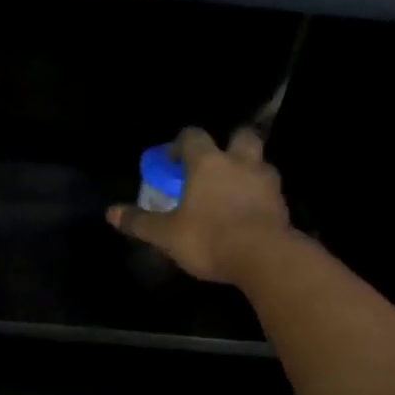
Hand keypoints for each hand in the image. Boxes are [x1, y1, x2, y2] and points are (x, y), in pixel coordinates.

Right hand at [106, 126, 295, 284]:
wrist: (264, 258)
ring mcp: (267, 183)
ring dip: (249, 171)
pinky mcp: (283, 206)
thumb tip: (110, 213)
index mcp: (207, 163)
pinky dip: (261, 197)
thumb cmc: (209, 237)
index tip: (172, 161)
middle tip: (216, 165)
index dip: (180, 144)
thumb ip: (140, 222)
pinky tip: (250, 214)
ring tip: (235, 191)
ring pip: (261, 164)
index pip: (193, 136)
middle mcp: (240, 163)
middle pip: (241, 137)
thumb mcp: (166, 234)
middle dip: (229, 144)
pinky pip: (271, 192)